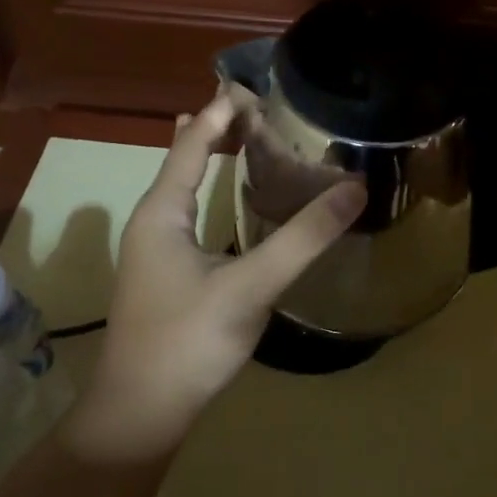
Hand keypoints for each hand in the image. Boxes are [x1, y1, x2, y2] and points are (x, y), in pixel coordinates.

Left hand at [63, 90, 366, 463]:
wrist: (141, 411)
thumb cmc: (188, 341)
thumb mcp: (251, 286)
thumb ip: (303, 238)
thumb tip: (355, 188)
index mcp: (162, 211)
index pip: (193, 141)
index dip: (223, 110)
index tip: (257, 86)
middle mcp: (152, 221)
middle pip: (185, 158)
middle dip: (218, 129)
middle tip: (263, 111)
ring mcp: (154, 250)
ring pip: (184, 188)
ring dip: (213, 160)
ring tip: (246, 139)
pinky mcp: (164, 275)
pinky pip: (187, 214)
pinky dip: (211, 193)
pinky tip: (228, 205)